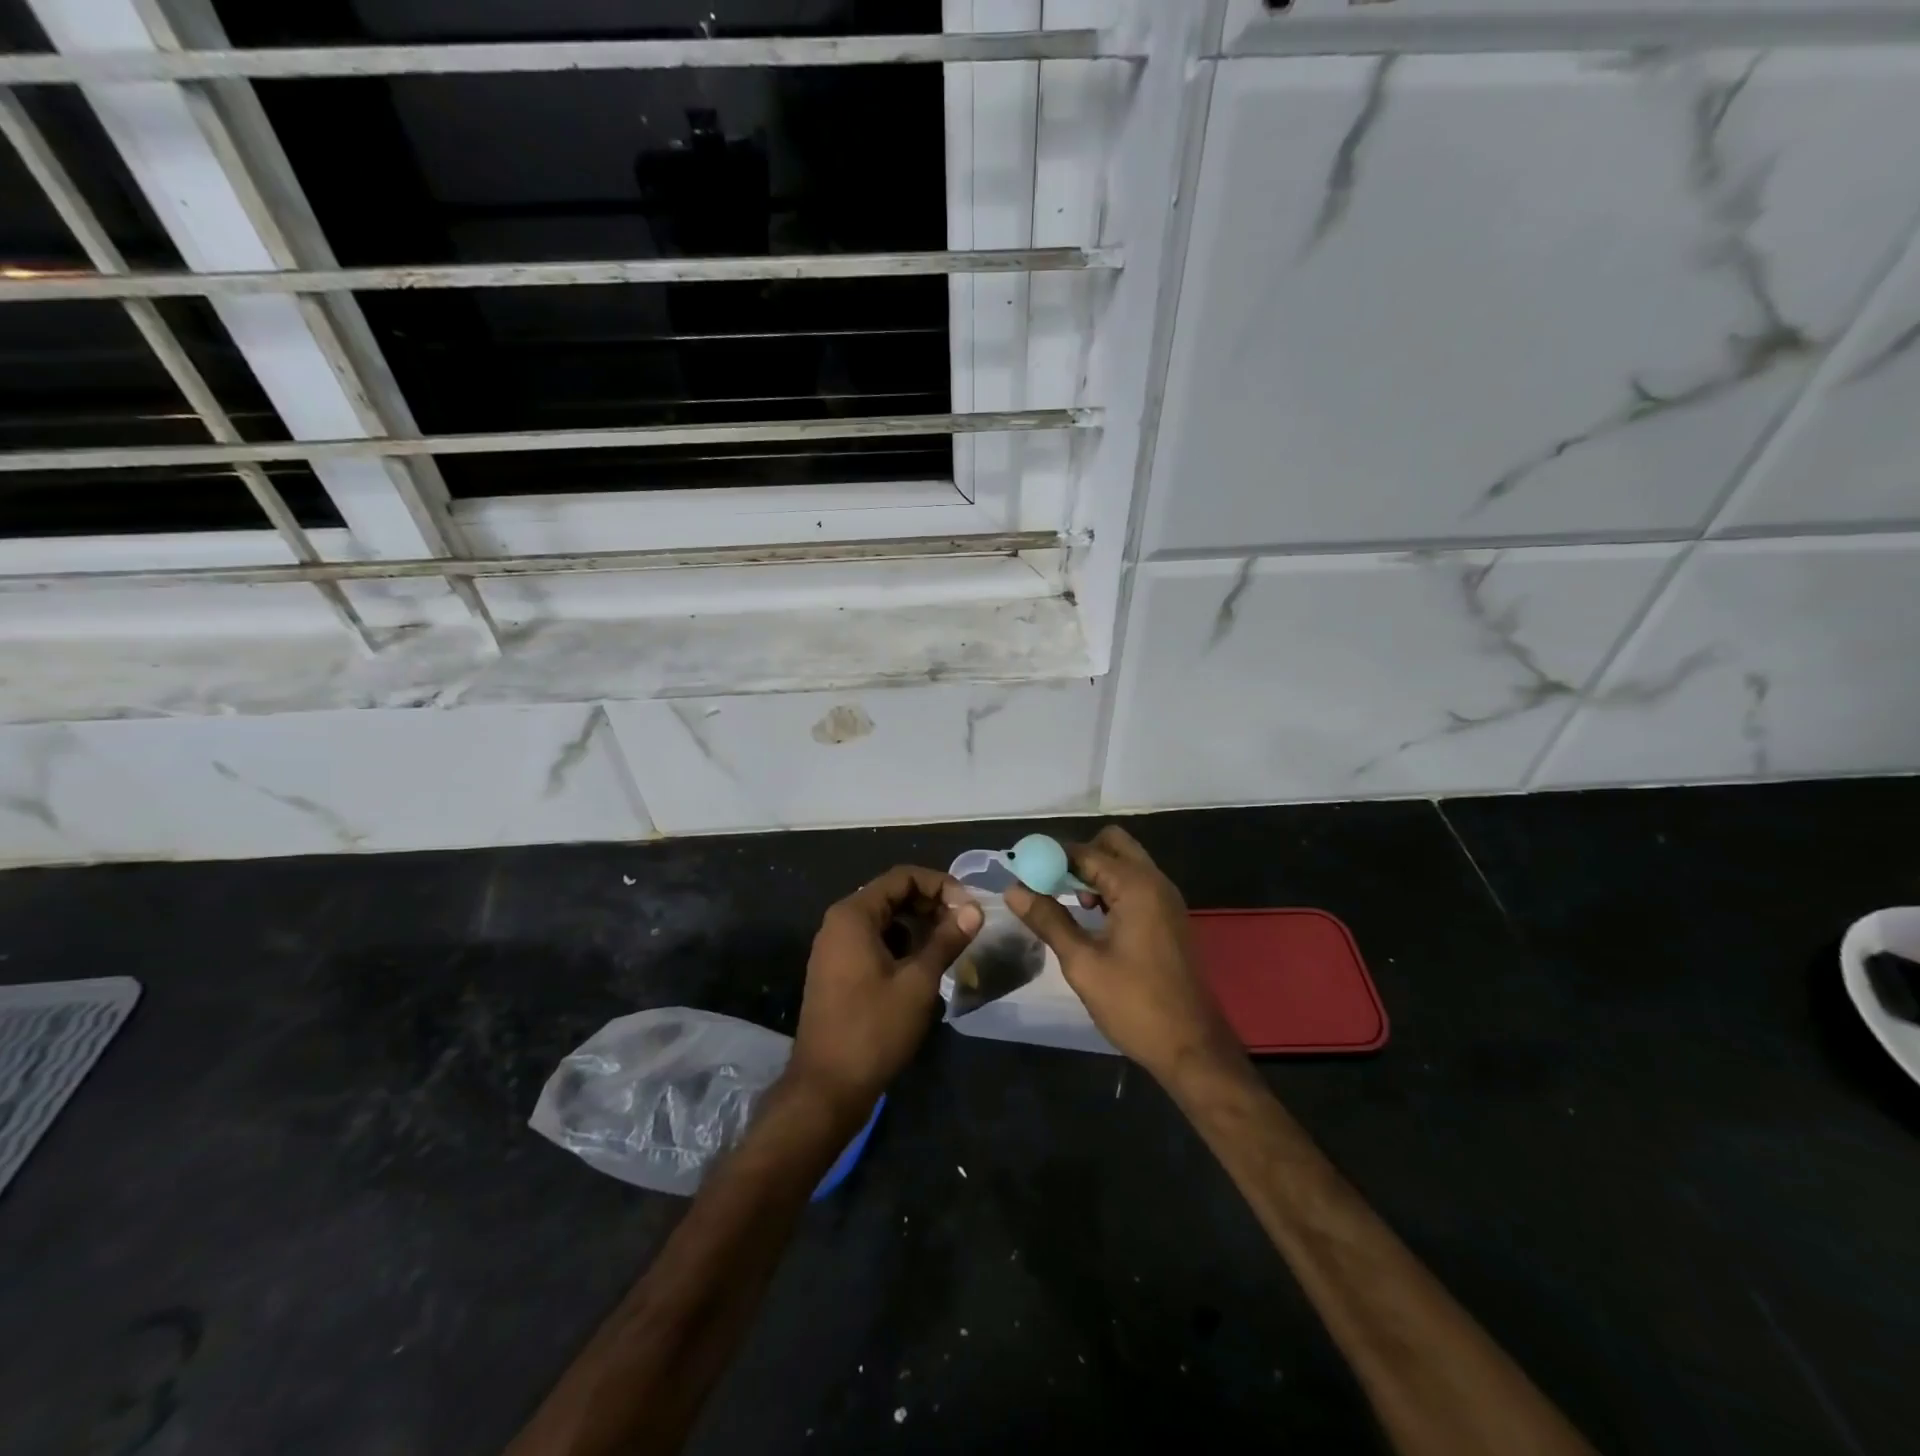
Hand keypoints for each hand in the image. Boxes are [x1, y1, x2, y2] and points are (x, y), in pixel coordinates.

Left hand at [787, 865, 982, 1119]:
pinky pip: (874, 941)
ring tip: (950, 945)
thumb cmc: (873, 1029)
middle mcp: (839, 923)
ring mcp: (835, 948)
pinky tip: (924, 967)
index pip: (902, 877)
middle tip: (965, 926)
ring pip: (885, 920)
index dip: (940, 885)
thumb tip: (974, 911)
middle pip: (892, 894)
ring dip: (919, 925)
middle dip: (931, 904)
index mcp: (853, 915)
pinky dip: (902, 944)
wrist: (826, 1088)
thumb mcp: (918, 982)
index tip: (969, 908)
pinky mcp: (838, 971)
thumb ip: (947, 940)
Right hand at [1004, 826, 1240, 1088]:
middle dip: (1076, 857)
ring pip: (1125, 863)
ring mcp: (1166, 900)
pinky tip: (1091, 916)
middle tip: (1048, 883)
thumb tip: (1014, 890)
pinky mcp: (1168, 918)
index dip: (1049, 857)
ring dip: (1093, 872)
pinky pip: (1135, 885)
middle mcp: (1155, 882)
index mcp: (1136, 886)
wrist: (1192, 1048)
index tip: (1020, 869)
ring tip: (1064, 901)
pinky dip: (1110, 888)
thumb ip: (1048, 920)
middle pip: (1111, 845)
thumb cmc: (1135, 1005)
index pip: (1084, 852)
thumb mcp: (1082, 963)